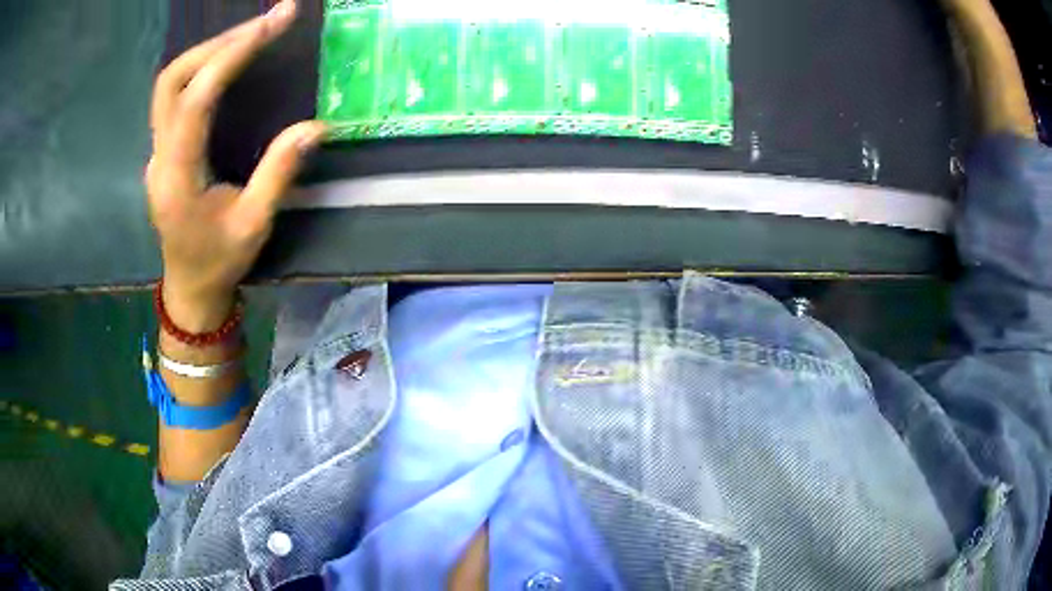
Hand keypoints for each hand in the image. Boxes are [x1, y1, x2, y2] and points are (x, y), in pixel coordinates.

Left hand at [146, 0, 325, 330]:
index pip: (196, 100)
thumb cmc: (219, 262)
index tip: (271, 25)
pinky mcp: (163, 148)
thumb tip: (316, 126)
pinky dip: (203, 67)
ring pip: (170, 83)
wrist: (188, 287)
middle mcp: (159, 156)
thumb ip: (278, 174)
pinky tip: (229, 59)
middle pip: (173, 79)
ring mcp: (157, 150)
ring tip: (252, 33)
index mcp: (177, 177)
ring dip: (209, 50)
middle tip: (265, 23)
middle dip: (219, 43)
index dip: (231, 56)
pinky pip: (176, 94)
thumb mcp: (253, 226)